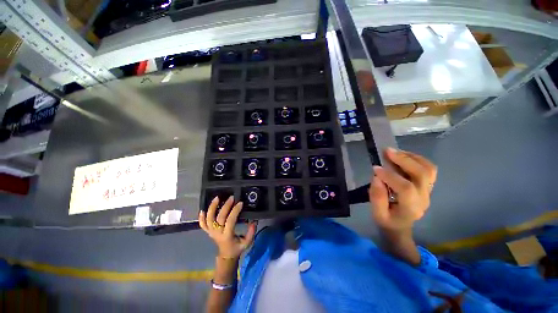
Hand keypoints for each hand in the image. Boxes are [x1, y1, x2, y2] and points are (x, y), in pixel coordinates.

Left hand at [199, 196, 256, 258]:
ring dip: (212, 208)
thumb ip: (251, 233)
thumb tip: (254, 221)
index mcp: (227, 235)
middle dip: (225, 206)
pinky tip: (202, 209)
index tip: (240, 203)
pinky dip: (201, 217)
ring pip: (209, 219)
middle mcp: (217, 233)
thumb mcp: (246, 243)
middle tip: (231, 197)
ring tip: (217, 198)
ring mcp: (211, 232)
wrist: (226, 255)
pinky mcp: (208, 231)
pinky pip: (202, 224)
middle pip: (219, 217)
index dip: (235, 211)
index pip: (230, 221)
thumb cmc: (237, 248)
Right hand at [369, 148, 436, 232]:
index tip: (375, 168)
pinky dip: (417, 159)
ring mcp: (427, 191)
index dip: (390, 176)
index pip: (406, 189)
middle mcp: (423, 198)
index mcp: (410, 208)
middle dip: (404, 160)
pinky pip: (429, 169)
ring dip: (412, 157)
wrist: (400, 226)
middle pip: (421, 175)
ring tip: (395, 152)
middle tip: (387, 151)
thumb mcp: (377, 214)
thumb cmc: (387, 221)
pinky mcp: (426, 186)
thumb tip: (377, 177)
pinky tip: (403, 156)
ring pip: (429, 169)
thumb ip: (376, 197)